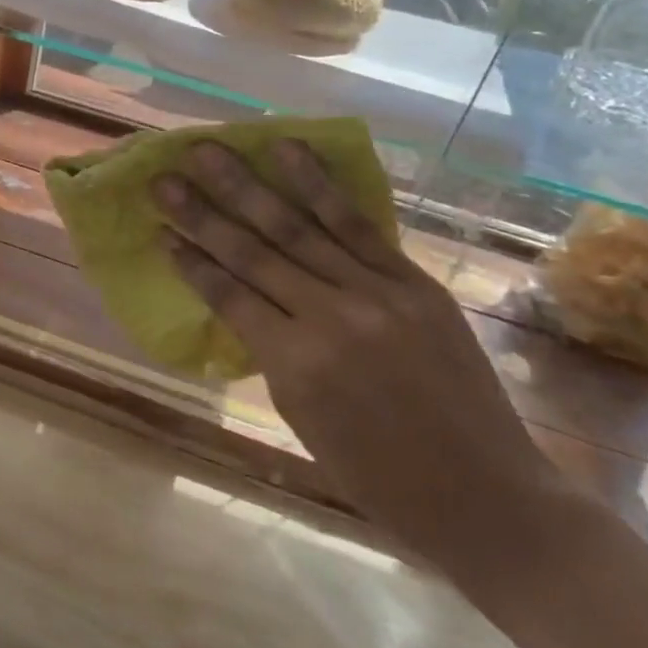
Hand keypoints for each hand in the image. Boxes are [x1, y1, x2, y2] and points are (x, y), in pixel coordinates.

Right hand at [152, 140, 559, 577]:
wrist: (490, 498)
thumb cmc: (379, 476)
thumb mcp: (301, 418)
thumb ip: (267, 350)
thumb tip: (237, 298)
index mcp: (295, 364)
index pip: (227, 296)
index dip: (190, 260)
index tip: (158, 229)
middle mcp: (330, 318)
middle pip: (252, 252)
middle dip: (201, 212)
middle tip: (164, 177)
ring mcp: (376, 293)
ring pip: (297, 226)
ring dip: (247, 184)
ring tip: (209, 150)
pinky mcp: (412, 281)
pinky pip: (356, 224)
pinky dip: (318, 184)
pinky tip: (287, 151)